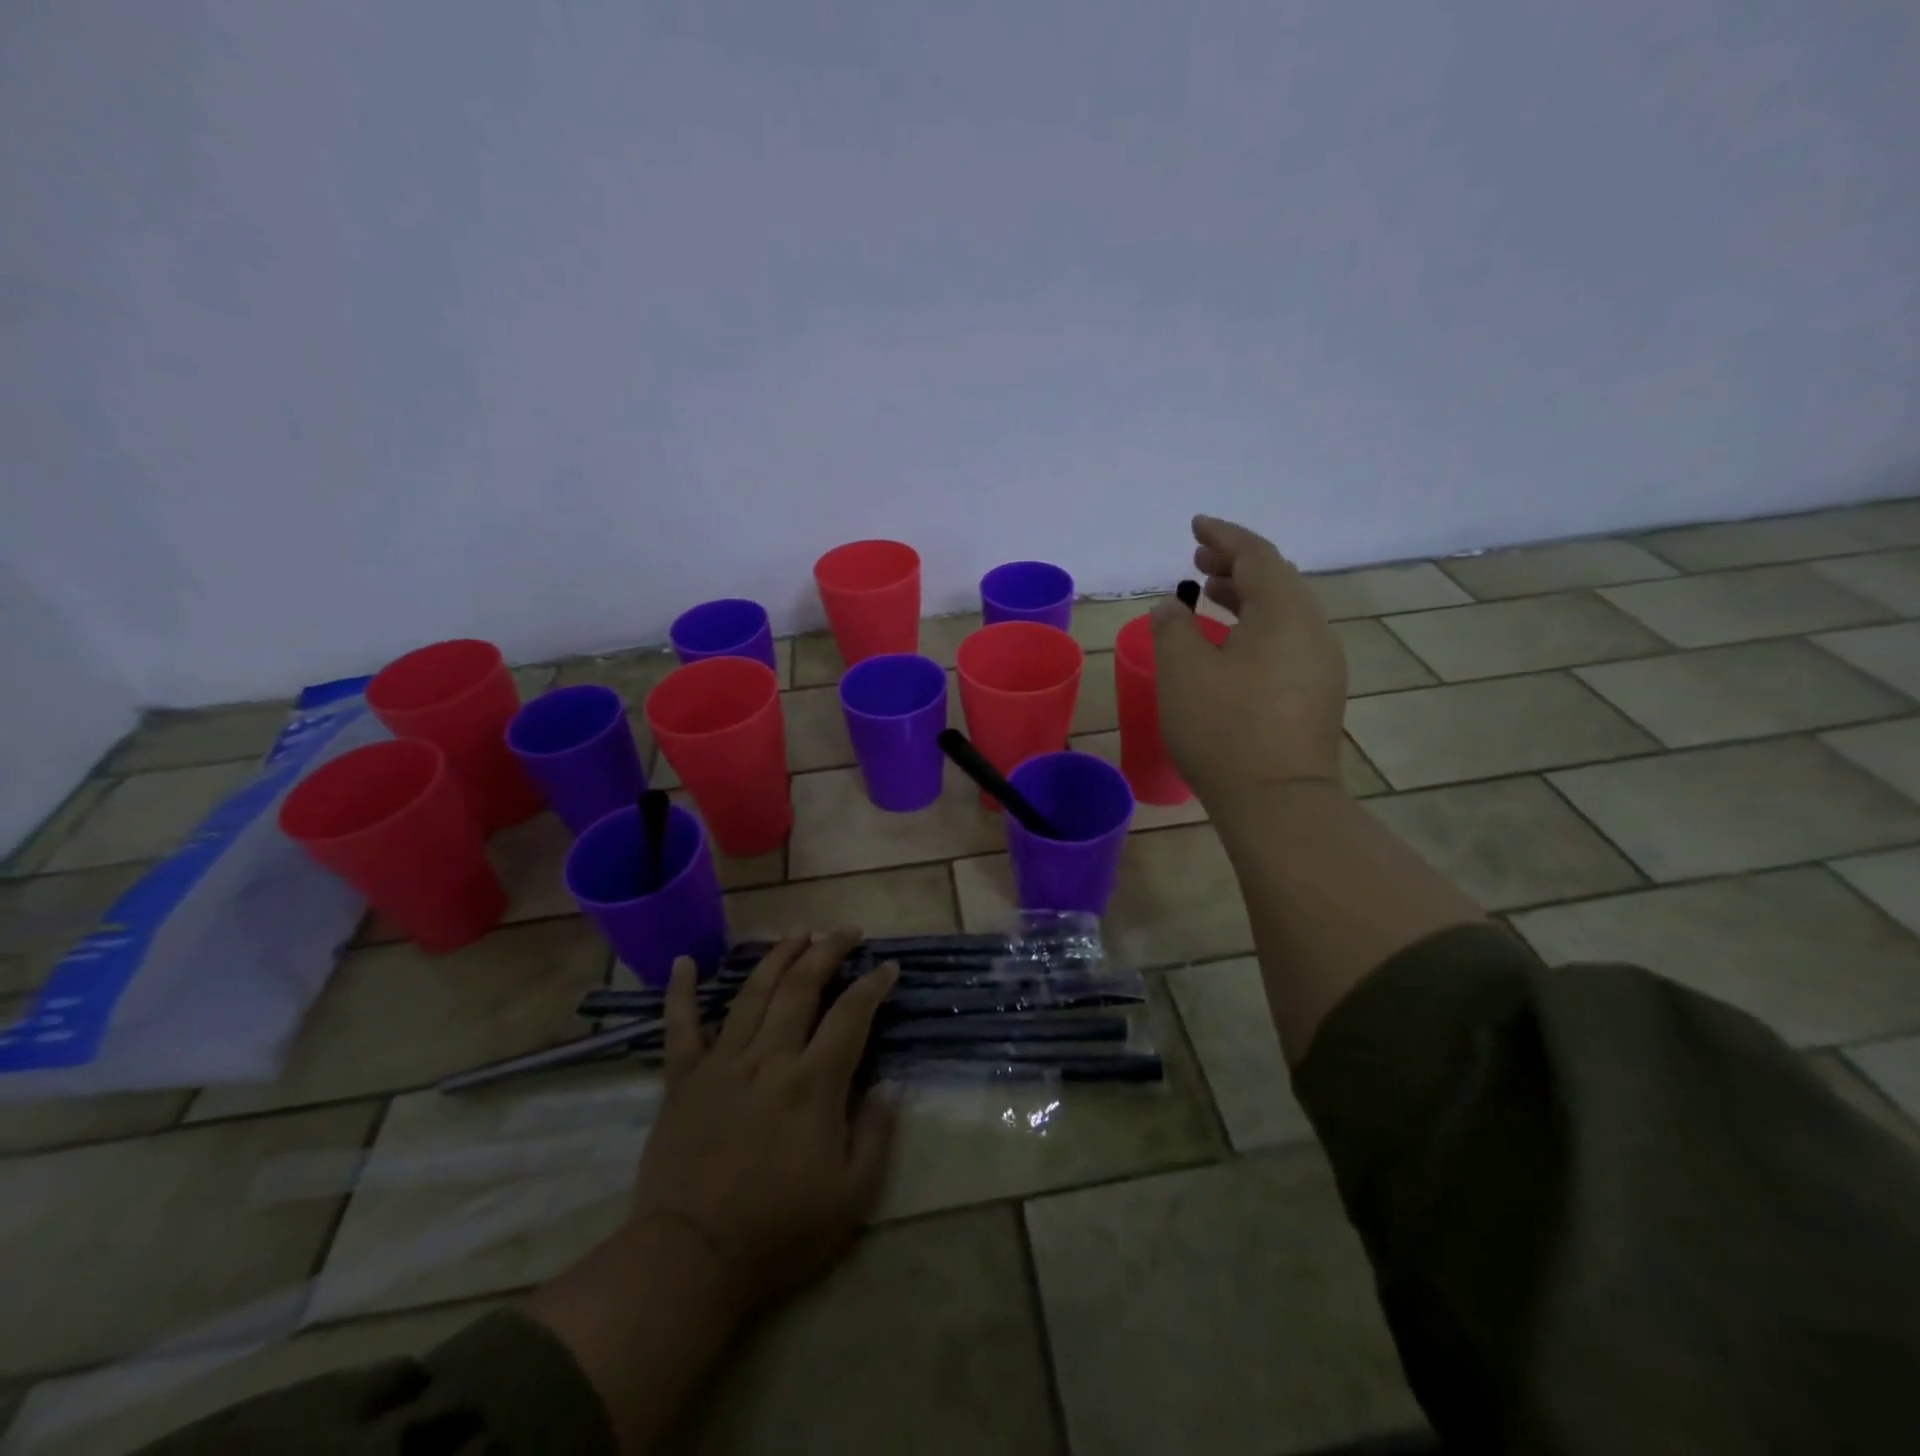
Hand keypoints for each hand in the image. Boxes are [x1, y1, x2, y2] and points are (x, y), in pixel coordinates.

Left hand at [630, 929, 899, 1315]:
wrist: (689, 1260)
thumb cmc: (778, 1232)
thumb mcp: (850, 1196)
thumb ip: (876, 1133)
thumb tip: (889, 1085)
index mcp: (813, 1083)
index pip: (851, 1015)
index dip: (873, 985)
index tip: (888, 967)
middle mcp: (769, 1058)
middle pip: (802, 986)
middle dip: (828, 951)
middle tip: (846, 932)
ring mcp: (722, 1063)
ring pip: (753, 992)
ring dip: (778, 956)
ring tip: (798, 932)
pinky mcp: (683, 1080)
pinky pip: (680, 1027)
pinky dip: (681, 992)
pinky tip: (685, 961)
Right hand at [1150, 515, 1347, 799]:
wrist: (1278, 801)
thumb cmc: (1224, 729)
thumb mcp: (1182, 672)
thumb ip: (1173, 628)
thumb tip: (1172, 605)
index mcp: (1284, 613)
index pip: (1256, 555)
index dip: (1223, 535)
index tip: (1195, 525)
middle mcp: (1312, 630)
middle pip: (1276, 580)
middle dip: (1235, 565)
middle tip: (1197, 561)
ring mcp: (1321, 663)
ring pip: (1283, 612)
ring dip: (1246, 597)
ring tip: (1209, 596)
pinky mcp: (1318, 693)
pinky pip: (1288, 640)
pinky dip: (1257, 626)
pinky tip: (1231, 645)